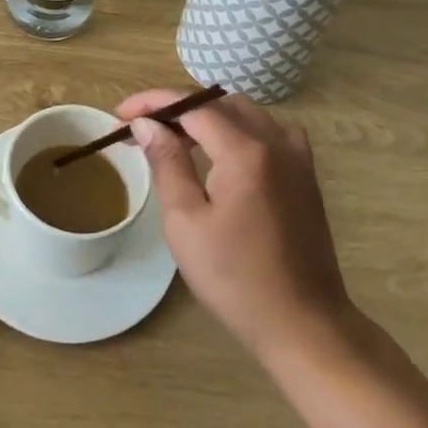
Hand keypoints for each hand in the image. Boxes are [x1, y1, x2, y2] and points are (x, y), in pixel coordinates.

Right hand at [118, 90, 358, 364]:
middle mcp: (275, 141)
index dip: (153, 102)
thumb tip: (146, 124)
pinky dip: (239, 128)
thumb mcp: (186, 222)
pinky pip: (269, 130)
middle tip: (143, 129)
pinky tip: (225, 151)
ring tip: (176, 138)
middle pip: (218, 103)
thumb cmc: (236, 279)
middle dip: (177, 108)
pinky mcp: (306, 174)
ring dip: (207, 115)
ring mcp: (296, 156)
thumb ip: (167, 163)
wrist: (303, 324)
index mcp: (245, 150)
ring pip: (245, 113)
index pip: (192, 105)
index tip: (121, 114)